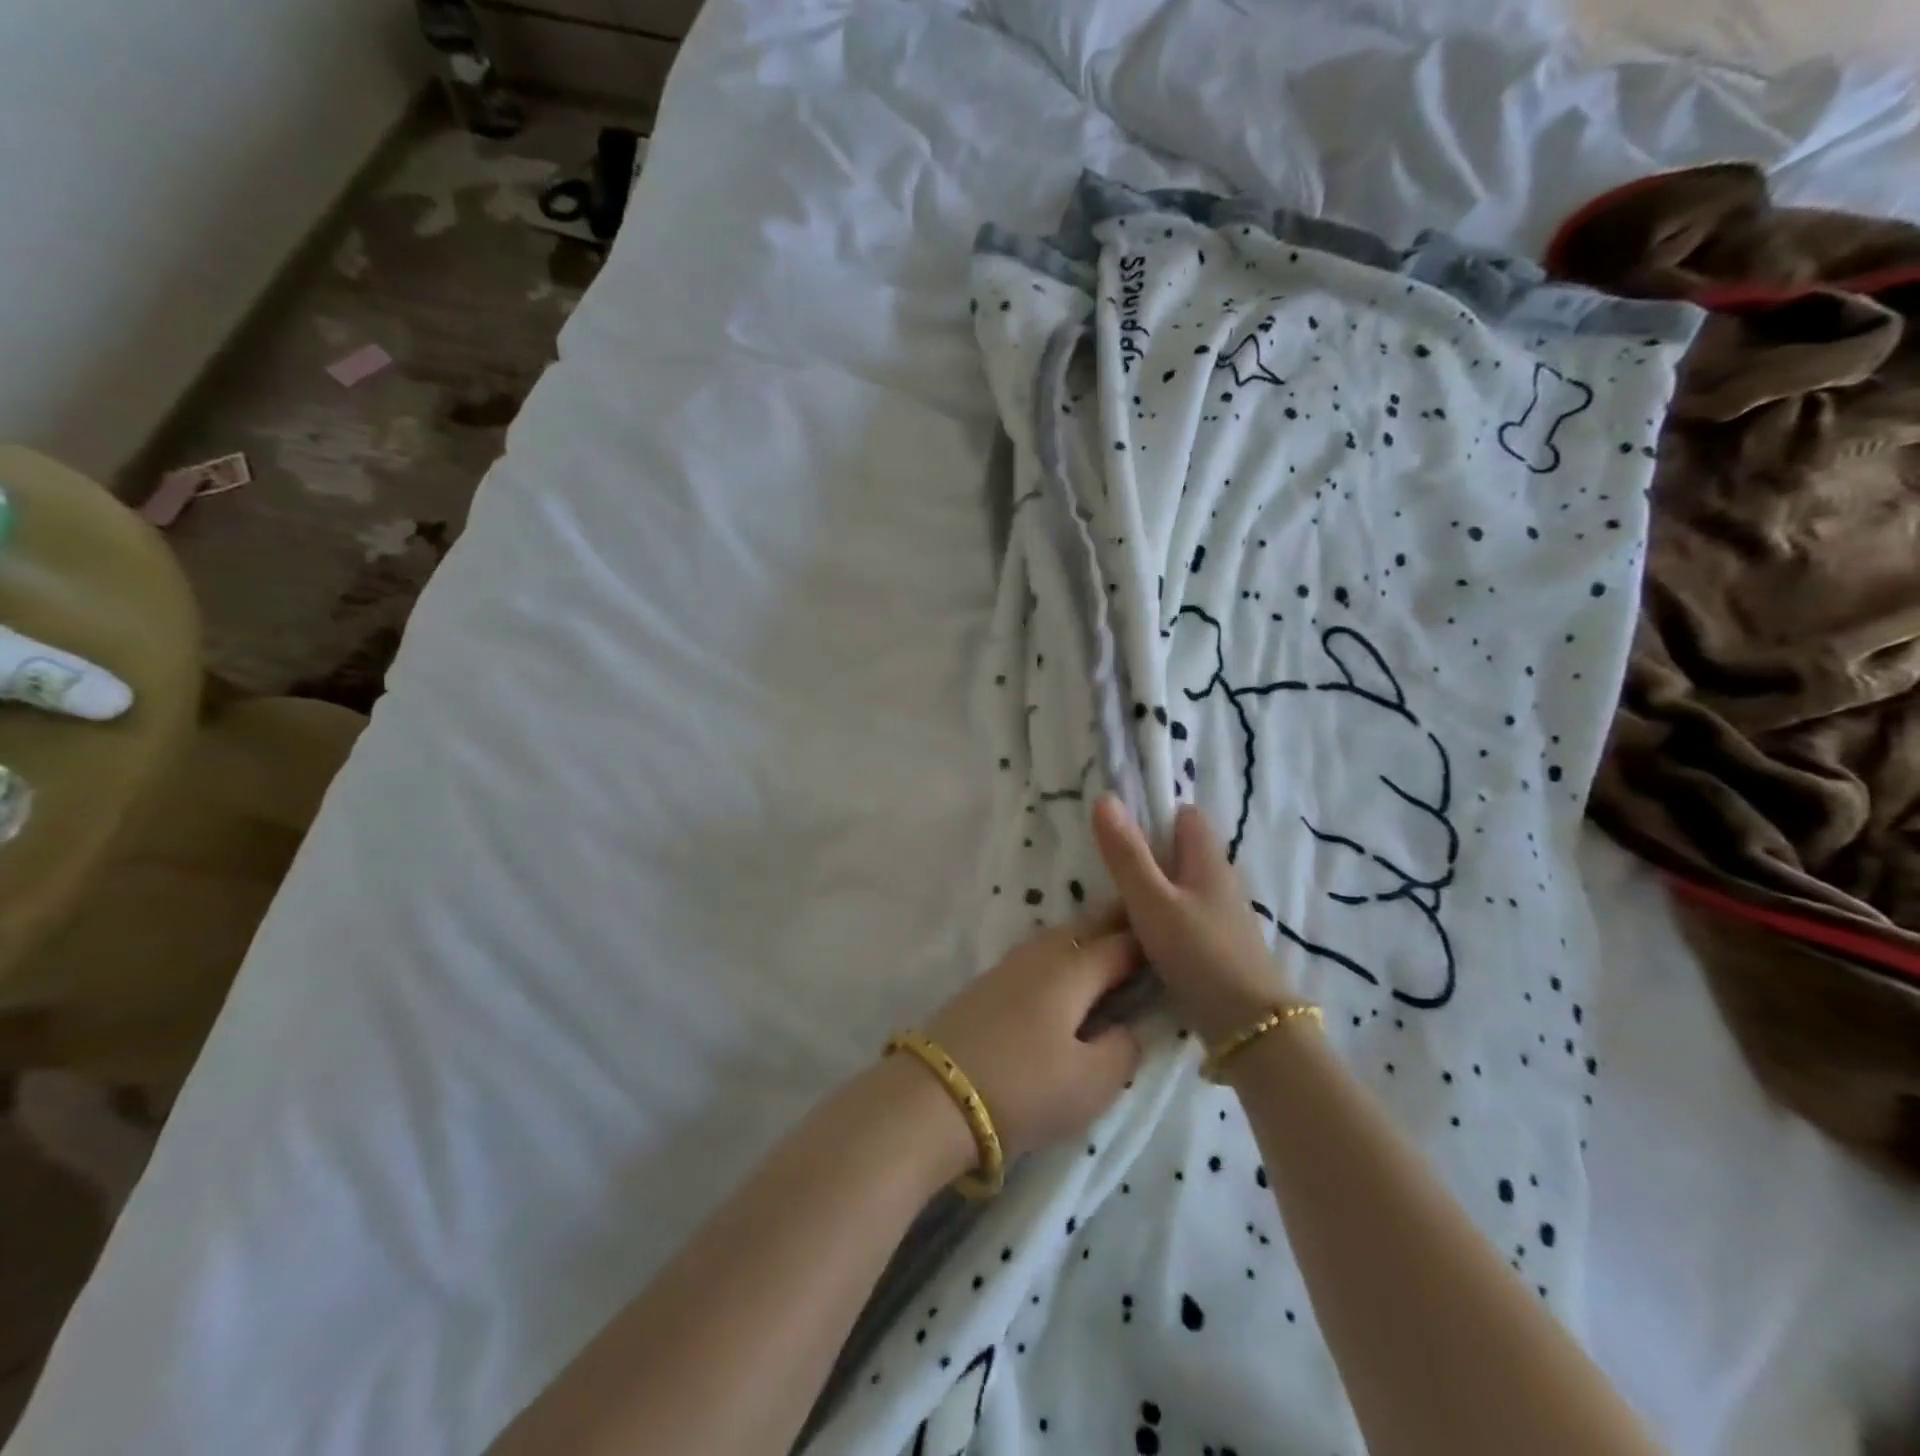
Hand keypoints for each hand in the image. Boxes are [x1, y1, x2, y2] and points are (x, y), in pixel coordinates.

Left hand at [918, 906, 1143, 1162]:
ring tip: (1111, 952)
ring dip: (1088, 939)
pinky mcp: (987, 984)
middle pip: (1088, 928)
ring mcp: (1009, 966)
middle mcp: (1041, 954)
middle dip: (1118, 926)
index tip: (1176, 942)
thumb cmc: (1023, 1088)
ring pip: (1060, 938)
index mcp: (1073, 968)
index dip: (1151, 942)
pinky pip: (1039, 956)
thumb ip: (1123, 1048)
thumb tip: (1129, 1027)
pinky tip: (1065, 976)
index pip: (1122, 943)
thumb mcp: (1091, 1082)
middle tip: (1147, 930)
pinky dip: (1063, 956)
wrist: (933, 1096)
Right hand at [1092, 793, 1296, 1042]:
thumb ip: (1126, 854)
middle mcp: (1220, 883)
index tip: (1118, 830)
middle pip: (1182, 854)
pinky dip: (1164, 920)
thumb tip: (1105, 798)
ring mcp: (1223, 918)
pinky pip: (1185, 919)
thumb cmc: (1199, 954)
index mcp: (1208, 861)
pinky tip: (1140, 939)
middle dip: (1148, 856)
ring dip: (1154, 891)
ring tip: (1115, 905)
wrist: (1250, 1028)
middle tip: (1106, 870)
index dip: (1155, 815)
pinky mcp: (1219, 949)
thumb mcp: (1152, 901)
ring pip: (1182, 890)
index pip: (1185, 817)